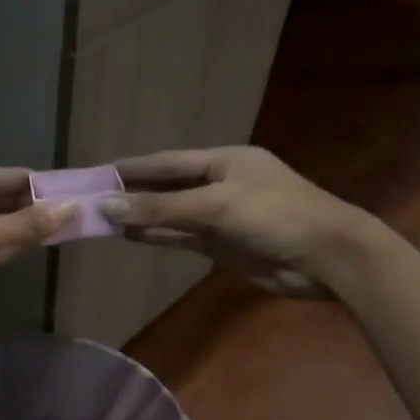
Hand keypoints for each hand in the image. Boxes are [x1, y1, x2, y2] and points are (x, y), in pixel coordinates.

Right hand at [102, 147, 372, 296]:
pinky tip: (130, 236)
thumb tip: (108, 207)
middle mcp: (219, 184)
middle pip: (166, 186)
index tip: (97, 172)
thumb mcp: (215, 206)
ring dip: (140, 217)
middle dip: (131, 193)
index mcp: (223, 161)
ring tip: (101, 219)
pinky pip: (181, 236)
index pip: (166, 161)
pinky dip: (157, 236)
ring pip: (171, 214)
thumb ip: (160, 207)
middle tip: (91, 198)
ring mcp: (221, 216)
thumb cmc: (275, 217)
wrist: (328, 259)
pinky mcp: (223, 244)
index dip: (131, 167)